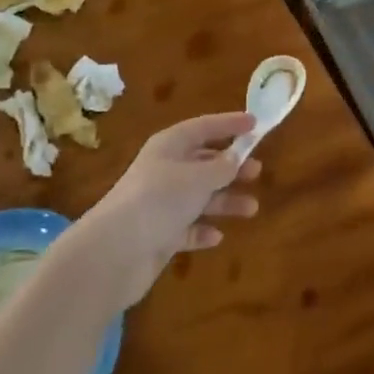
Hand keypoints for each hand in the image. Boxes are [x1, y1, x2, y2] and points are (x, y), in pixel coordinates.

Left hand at [65, 112, 261, 311]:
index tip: (255, 123)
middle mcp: (164, 171)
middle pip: (202, 163)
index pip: (203, 127)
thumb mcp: (197, 178)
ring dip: (224, 201)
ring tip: (251, 209)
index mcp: (169, 147)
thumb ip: (221, 168)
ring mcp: (160, 205)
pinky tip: (217, 237)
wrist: (116, 250)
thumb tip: (234, 159)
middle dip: (230, 167)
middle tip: (257, 171)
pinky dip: (202, 231)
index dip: (229, 124)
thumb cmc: (160, 200)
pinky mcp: (159, 235)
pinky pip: (187, 228)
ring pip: (199, 198)